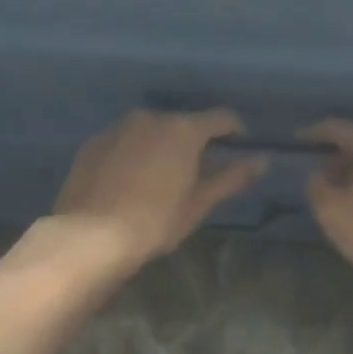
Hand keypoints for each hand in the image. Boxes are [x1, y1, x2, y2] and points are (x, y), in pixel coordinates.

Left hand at [46, 109, 268, 274]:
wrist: (90, 235)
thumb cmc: (155, 221)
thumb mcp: (198, 203)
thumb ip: (231, 177)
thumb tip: (262, 160)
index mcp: (183, 129)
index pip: (221, 118)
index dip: (235, 132)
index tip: (238, 149)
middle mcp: (150, 117)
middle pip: (183, 123)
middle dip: (194, 142)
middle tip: (197, 172)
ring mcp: (118, 127)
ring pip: (151, 130)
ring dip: (162, 146)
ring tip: (161, 178)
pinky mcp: (93, 142)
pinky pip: (124, 141)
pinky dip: (134, 153)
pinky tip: (130, 181)